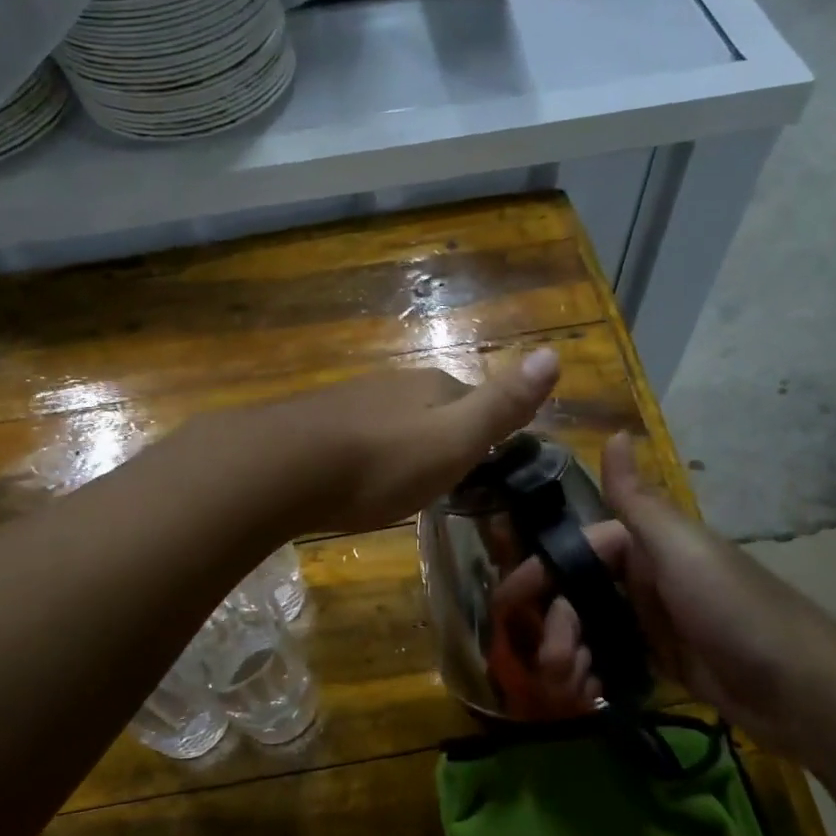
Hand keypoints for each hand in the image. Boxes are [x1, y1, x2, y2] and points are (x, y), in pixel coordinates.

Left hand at [223, 349, 561, 536]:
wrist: (282, 468)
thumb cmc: (381, 461)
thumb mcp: (455, 439)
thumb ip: (502, 404)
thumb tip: (554, 352)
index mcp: (431, 386)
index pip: (470, 397)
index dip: (482, 428)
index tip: (485, 462)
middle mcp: (390, 385)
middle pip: (428, 407)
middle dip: (438, 436)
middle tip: (443, 478)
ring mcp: (348, 402)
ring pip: (388, 421)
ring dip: (398, 445)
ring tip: (400, 482)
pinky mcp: (312, 425)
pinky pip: (352, 436)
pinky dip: (363, 454)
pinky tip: (353, 477)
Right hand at [495, 433, 835, 753]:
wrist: (800, 688)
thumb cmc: (731, 607)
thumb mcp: (679, 548)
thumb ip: (637, 500)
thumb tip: (616, 431)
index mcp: (643, 547)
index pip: (575, 553)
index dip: (538, 575)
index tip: (506, 603)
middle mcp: (642, 579)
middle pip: (576, 597)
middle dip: (555, 628)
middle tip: (551, 662)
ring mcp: (651, 623)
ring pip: (588, 633)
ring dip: (569, 657)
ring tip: (571, 688)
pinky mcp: (661, 664)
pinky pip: (609, 664)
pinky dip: (592, 677)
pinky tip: (589, 697)